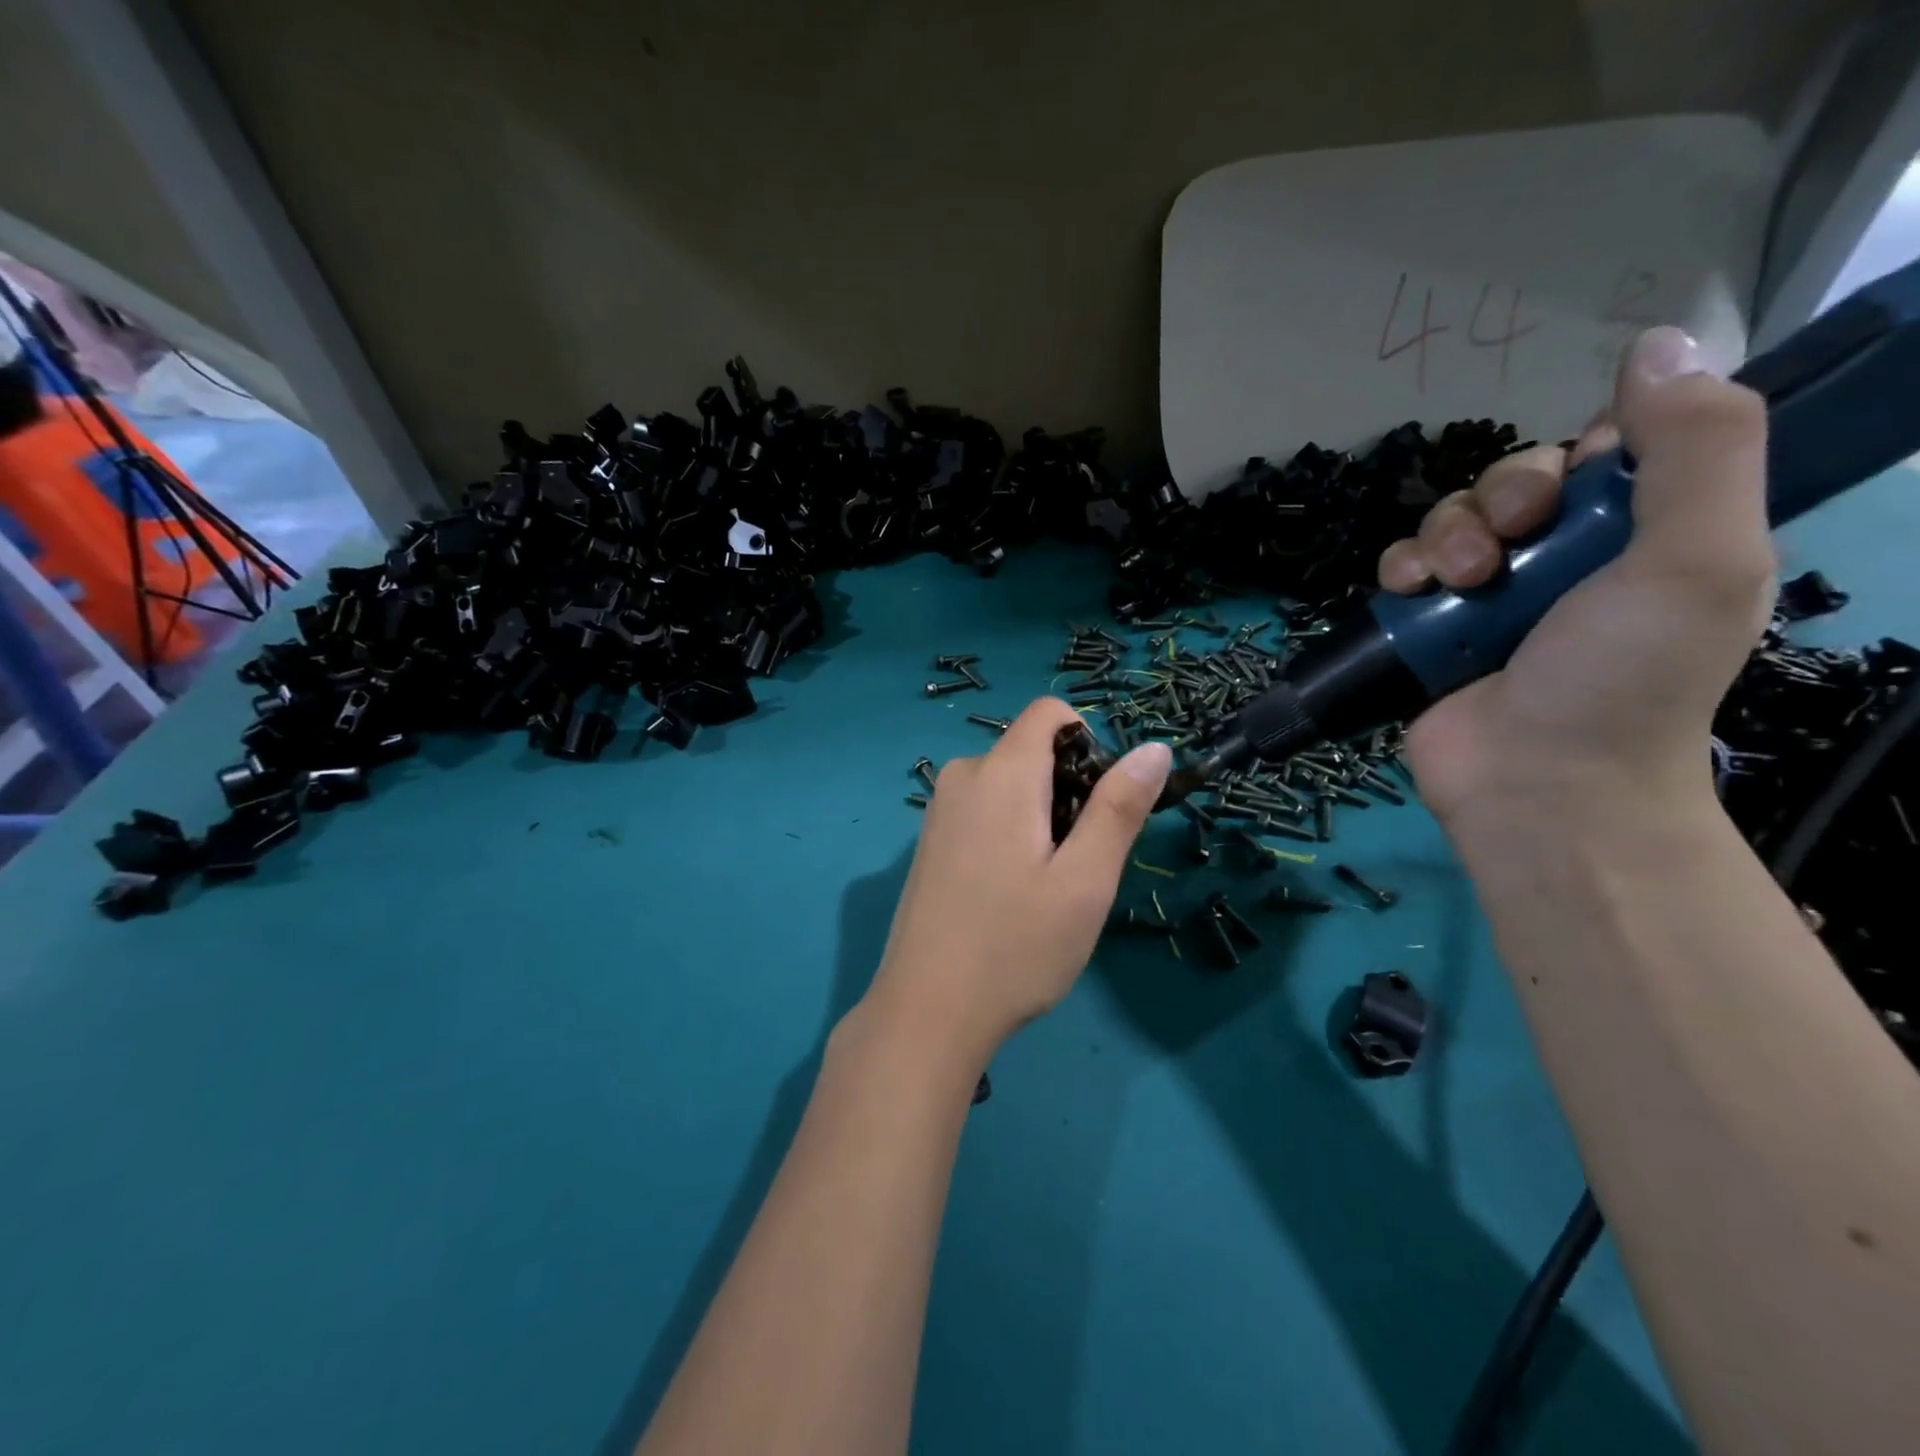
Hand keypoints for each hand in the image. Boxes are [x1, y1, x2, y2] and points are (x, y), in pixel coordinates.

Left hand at [857, 700, 1171, 1063]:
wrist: (927, 1011)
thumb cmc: (1016, 947)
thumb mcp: (1085, 880)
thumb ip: (1120, 807)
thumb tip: (1153, 747)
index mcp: (1001, 773)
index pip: (1050, 713)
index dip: (1089, 743)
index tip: (1099, 805)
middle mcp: (963, 776)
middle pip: (1031, 751)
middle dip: (1068, 790)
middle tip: (1076, 865)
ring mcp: (939, 810)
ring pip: (1009, 785)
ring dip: (1040, 818)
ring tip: (1042, 887)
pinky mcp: (929, 840)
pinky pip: (984, 810)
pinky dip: (1010, 833)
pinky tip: (1008, 894)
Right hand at [1377, 326, 1773, 831]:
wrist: (1536, 782)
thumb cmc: (1624, 678)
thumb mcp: (1699, 559)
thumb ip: (1700, 448)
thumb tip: (1659, 344)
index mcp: (1644, 534)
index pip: (1603, 452)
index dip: (1579, 453)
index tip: (1575, 486)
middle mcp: (1565, 558)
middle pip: (1515, 481)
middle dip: (1501, 499)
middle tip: (1507, 546)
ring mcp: (1488, 594)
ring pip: (1451, 518)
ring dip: (1445, 537)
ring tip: (1455, 584)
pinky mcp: (1427, 626)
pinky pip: (1402, 566)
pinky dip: (1400, 569)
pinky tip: (1410, 593)